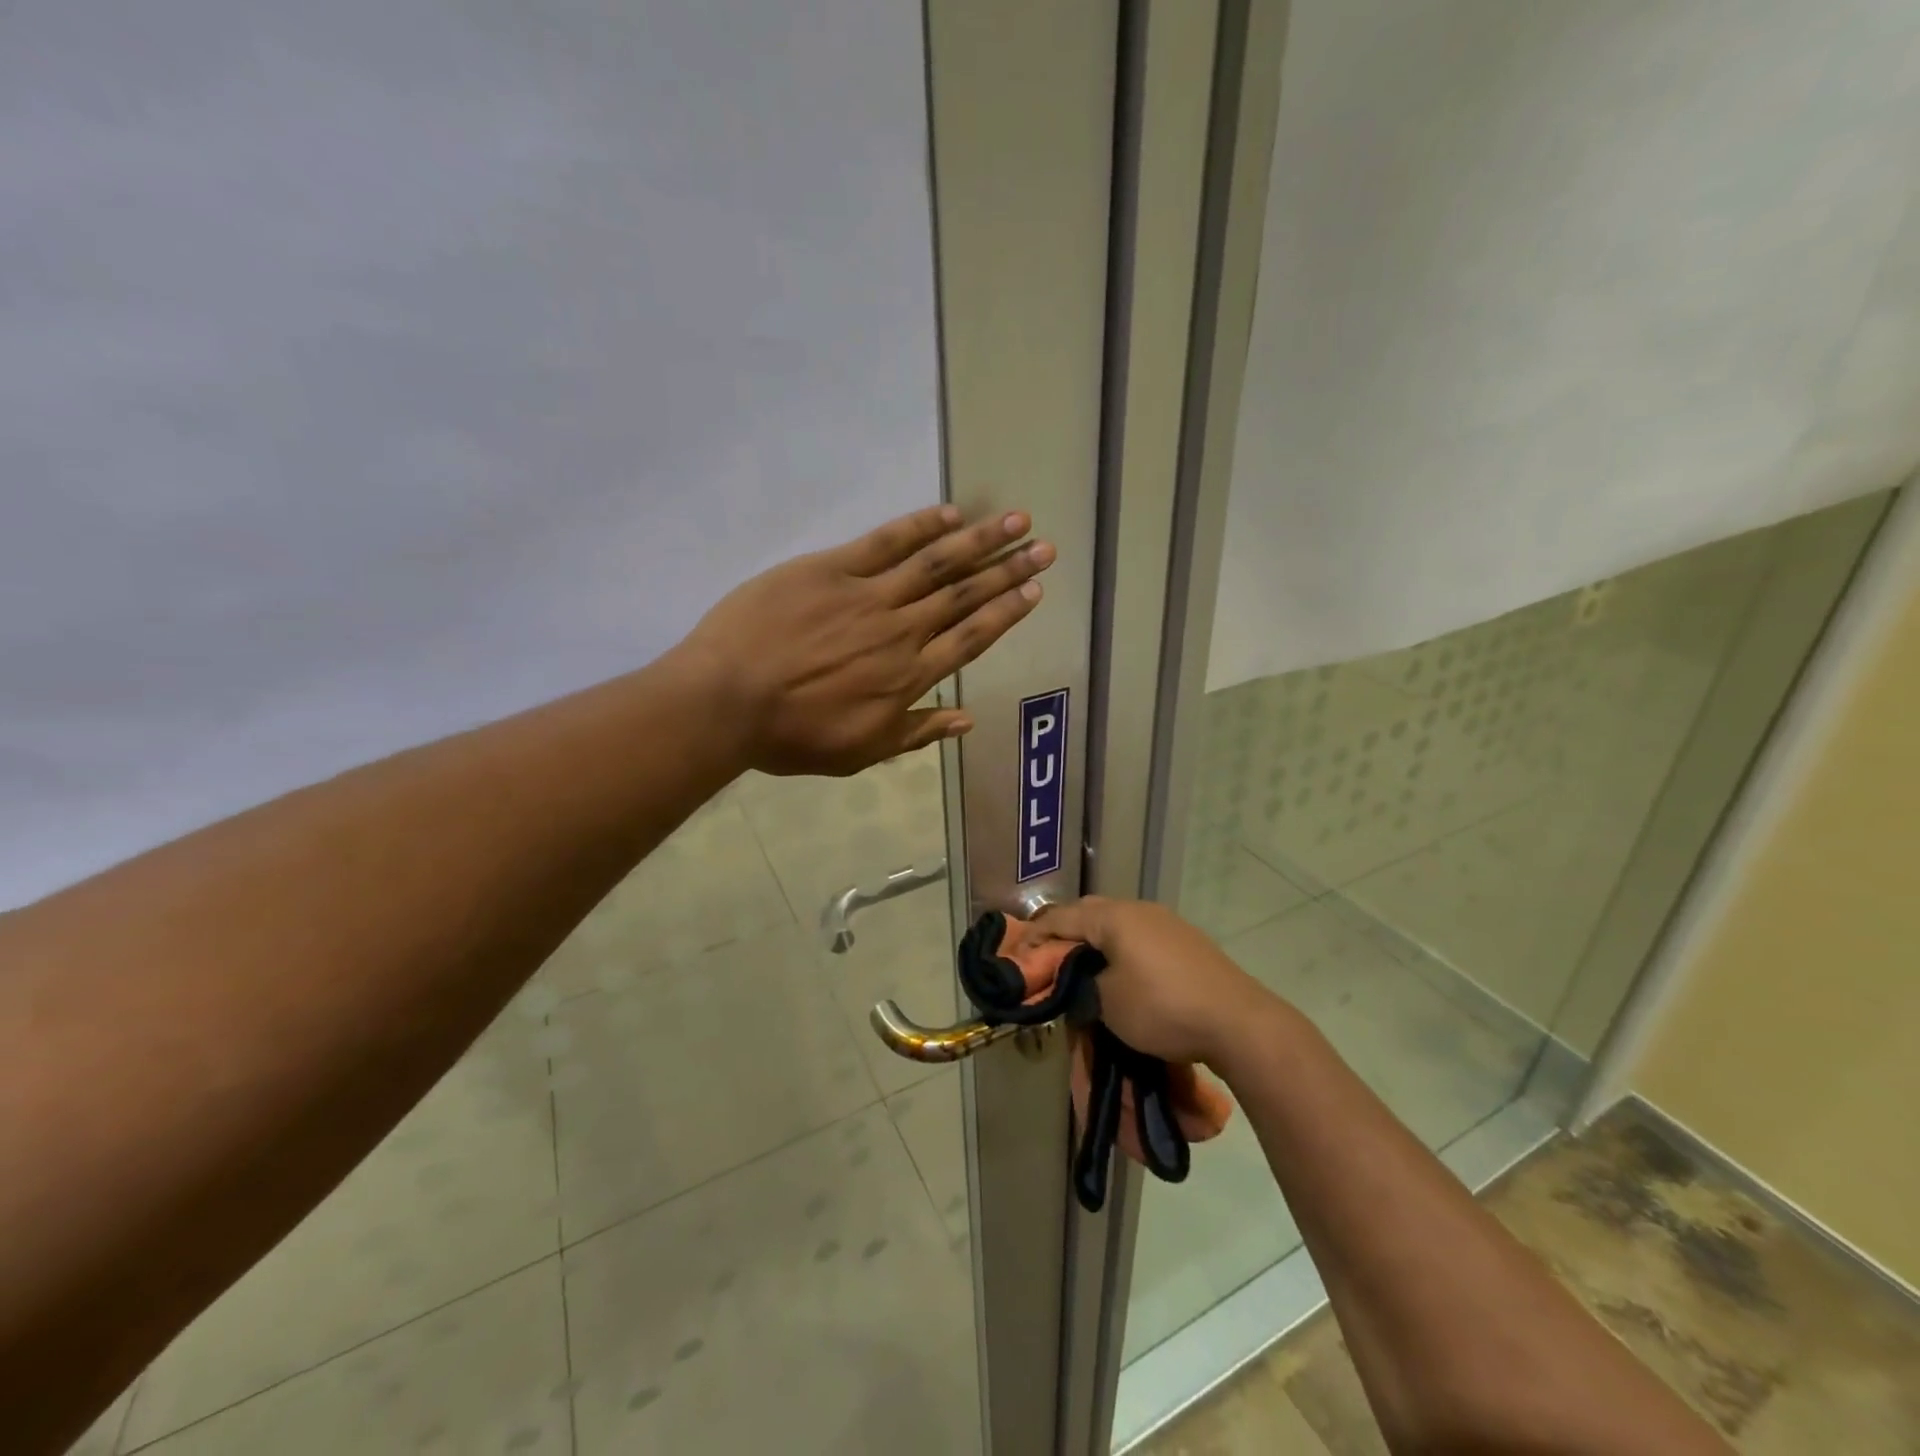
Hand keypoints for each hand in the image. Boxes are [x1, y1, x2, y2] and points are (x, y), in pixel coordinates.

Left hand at [675, 504, 1053, 775]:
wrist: (727, 701)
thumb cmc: (791, 735)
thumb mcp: (859, 751)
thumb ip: (916, 732)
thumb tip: (967, 719)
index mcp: (908, 677)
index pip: (971, 639)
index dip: (1006, 613)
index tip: (1035, 591)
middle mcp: (900, 631)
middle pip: (964, 595)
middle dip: (1008, 571)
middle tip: (1044, 549)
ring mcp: (867, 596)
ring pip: (935, 563)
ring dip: (979, 541)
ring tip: (1015, 522)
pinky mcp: (831, 570)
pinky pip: (884, 543)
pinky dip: (920, 527)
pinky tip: (950, 513)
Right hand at [1029, 897, 1276, 1067]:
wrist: (1238, 1022)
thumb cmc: (1163, 1008)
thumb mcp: (1107, 1003)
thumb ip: (1080, 987)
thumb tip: (1075, 986)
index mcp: (1114, 916)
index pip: (1061, 917)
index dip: (1035, 936)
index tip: (1018, 956)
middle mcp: (1138, 909)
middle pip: (1089, 912)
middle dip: (1065, 933)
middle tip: (1048, 959)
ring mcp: (1166, 922)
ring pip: (1116, 924)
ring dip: (1095, 942)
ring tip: (1082, 968)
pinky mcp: (1186, 942)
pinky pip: (1139, 937)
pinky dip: (1120, 949)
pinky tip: (1121, 973)